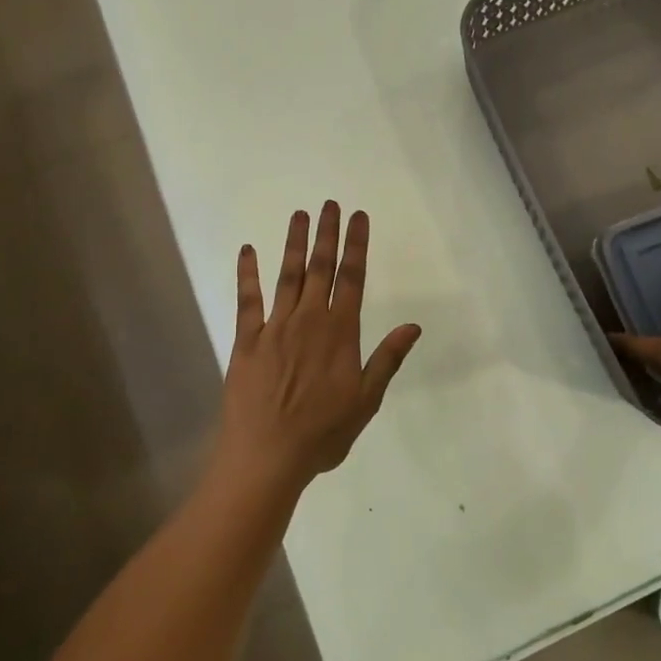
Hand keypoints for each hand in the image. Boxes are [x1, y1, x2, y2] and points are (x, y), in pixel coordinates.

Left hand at [217, 202, 421, 491]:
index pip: (353, 278)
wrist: (267, 456)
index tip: (359, 217)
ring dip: (294, 243)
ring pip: (288, 275)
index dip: (356, 245)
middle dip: (327, 234)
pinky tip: (249, 251)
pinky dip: (248, 273)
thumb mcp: (366, 400)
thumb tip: (413, 326)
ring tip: (299, 215)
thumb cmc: (322, 433)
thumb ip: (387, 358)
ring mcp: (275, 327)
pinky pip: (248, 299)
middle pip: (321, 268)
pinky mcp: (247, 340)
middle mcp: (309, 320)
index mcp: (340, 333)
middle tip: (330, 204)